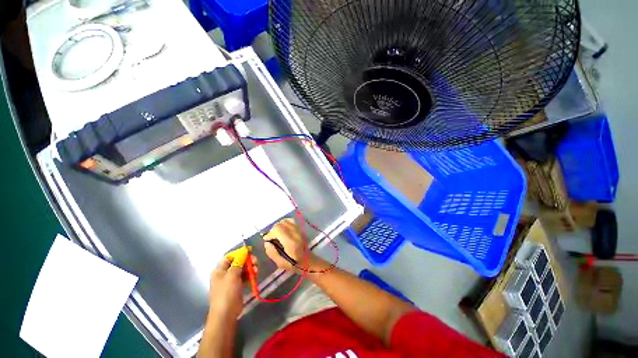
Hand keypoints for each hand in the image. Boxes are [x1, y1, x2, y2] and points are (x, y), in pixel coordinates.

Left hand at [208, 256, 256, 320]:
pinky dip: (250, 275)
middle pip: (238, 262)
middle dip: (247, 261)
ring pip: (243, 269)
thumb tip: (244, 251)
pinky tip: (256, 275)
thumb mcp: (232, 275)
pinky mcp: (237, 287)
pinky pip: (245, 277)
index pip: (230, 257)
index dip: (240, 253)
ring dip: (250, 268)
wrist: (226, 313)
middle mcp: (225, 274)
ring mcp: (231, 281)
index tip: (250, 251)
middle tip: (256, 261)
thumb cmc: (226, 292)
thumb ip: (239, 262)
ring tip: (257, 270)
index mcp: (220, 270)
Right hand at [263, 218, 315, 271]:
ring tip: (277, 235)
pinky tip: (282, 229)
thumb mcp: (281, 263)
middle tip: (272, 239)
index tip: (267, 240)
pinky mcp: (299, 228)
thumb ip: (272, 253)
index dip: (270, 234)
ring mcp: (298, 229)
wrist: (308, 260)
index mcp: (291, 242)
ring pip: (284, 221)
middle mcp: (295, 233)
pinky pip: (290, 220)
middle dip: (273, 231)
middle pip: (280, 224)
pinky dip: (284, 223)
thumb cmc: (294, 264)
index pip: (278, 229)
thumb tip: (267, 243)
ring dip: (277, 227)